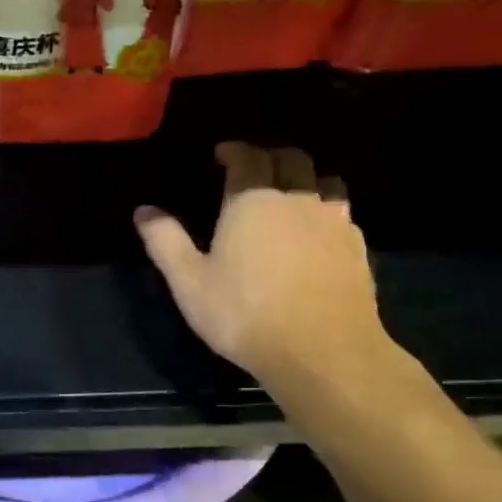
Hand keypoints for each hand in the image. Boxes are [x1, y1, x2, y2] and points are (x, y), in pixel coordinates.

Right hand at [135, 143, 390, 389]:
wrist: (322, 351)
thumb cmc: (244, 314)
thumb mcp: (189, 282)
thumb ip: (165, 242)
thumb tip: (143, 211)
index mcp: (253, 201)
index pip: (248, 157)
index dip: (235, 150)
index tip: (223, 154)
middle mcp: (297, 200)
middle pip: (292, 159)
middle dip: (271, 157)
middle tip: (254, 168)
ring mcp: (334, 222)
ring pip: (326, 182)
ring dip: (306, 179)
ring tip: (292, 194)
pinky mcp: (358, 249)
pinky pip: (343, 215)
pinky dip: (327, 211)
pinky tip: (318, 233)